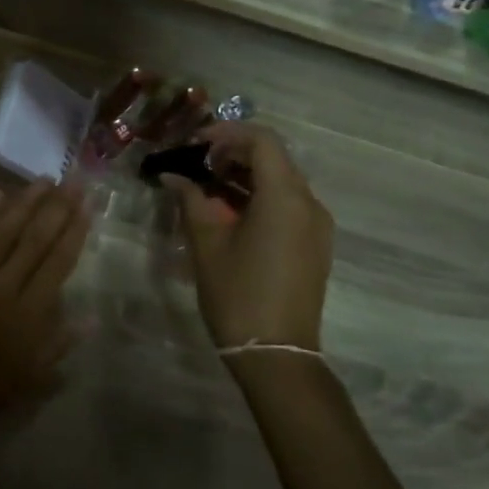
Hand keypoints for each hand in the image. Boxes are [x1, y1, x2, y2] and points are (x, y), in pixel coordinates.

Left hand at [0, 183, 90, 440]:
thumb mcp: (28, 378)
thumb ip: (59, 343)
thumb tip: (92, 317)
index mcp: (29, 315)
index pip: (58, 263)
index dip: (75, 231)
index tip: (88, 205)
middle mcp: (4, 287)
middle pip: (36, 239)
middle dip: (58, 207)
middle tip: (74, 180)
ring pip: (4, 231)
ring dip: (26, 202)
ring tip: (44, 180)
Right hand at [165, 124, 333, 351]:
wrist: (277, 355)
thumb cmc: (238, 294)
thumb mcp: (207, 244)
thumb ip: (191, 201)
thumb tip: (172, 176)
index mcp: (285, 197)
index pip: (262, 140)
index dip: (227, 133)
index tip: (195, 143)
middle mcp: (309, 203)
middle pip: (274, 158)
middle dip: (233, 153)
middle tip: (196, 163)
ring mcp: (316, 225)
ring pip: (282, 181)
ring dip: (245, 175)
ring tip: (207, 187)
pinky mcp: (314, 244)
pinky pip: (288, 204)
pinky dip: (259, 196)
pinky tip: (230, 212)